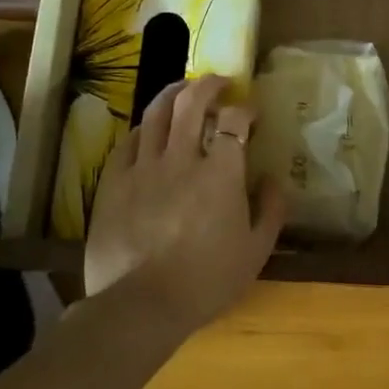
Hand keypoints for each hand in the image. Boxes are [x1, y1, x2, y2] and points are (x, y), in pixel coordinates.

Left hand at [83, 76, 285, 322]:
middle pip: (192, 102)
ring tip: (183, 89)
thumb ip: (271, 211)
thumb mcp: (256, 252)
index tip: (252, 114)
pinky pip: (128, 142)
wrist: (142, 306)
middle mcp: (182, 159)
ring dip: (174, 94)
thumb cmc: (206, 281)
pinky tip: (149, 131)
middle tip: (219, 82)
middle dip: (209, 84)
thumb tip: (274, 180)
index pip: (235, 121)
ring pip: (156, 114)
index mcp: (221, 174)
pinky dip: (143, 129)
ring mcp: (144, 168)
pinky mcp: (114, 183)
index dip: (246, 110)